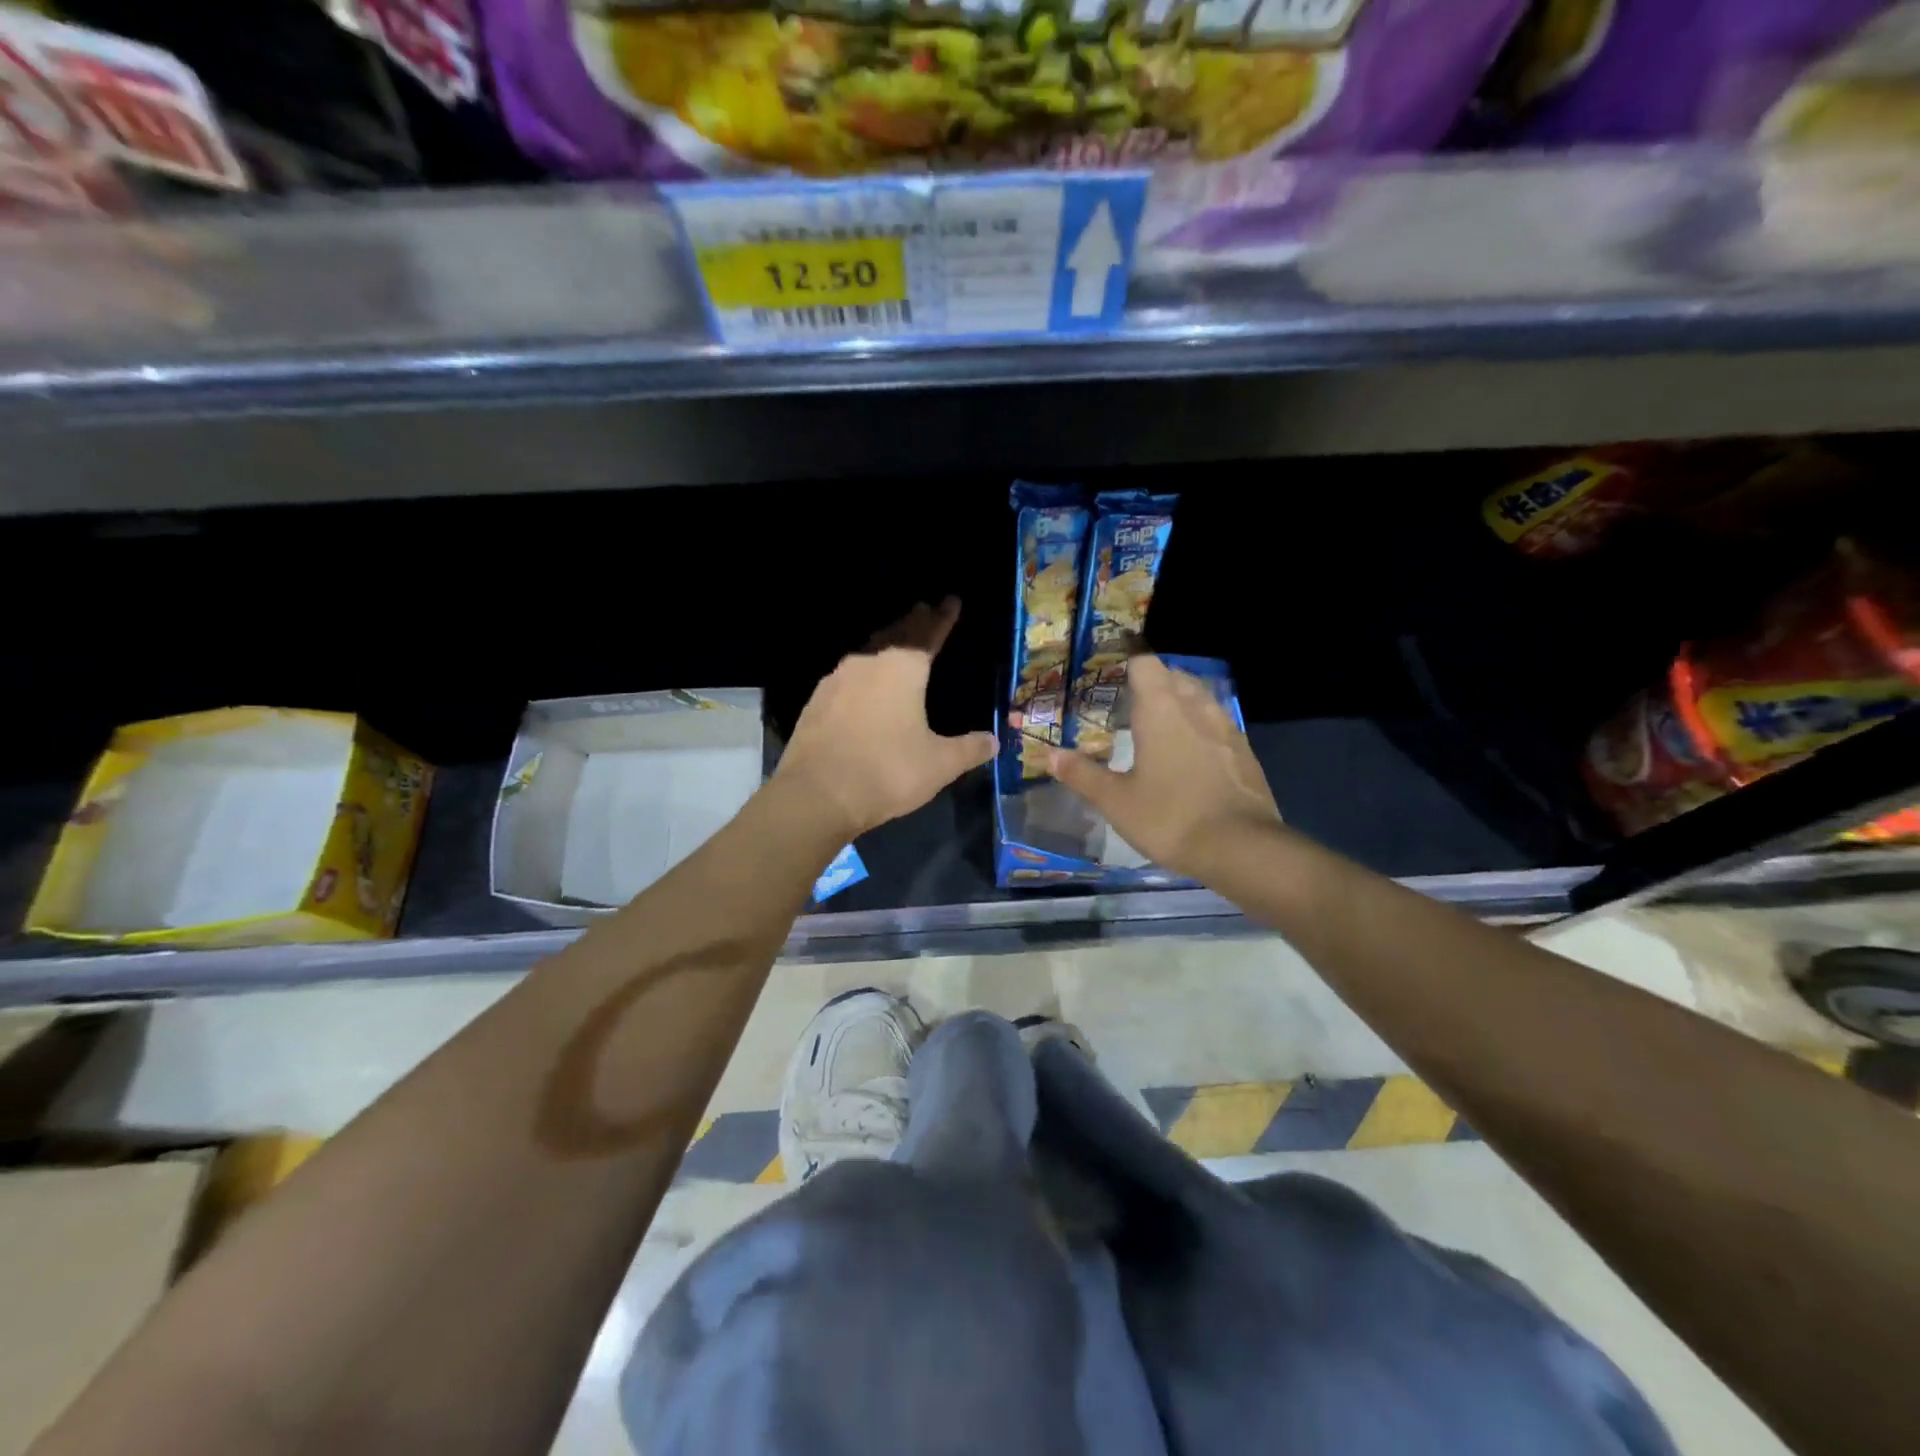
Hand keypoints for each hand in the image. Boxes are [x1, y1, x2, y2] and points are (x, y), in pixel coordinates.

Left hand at [775, 597, 996, 839]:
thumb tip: (992, 741)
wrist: (816, 795)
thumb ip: (968, 749)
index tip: (952, 600)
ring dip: (885, 642)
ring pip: (868, 651)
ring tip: (897, 641)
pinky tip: (863, 681)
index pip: (928, 633)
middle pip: (895, 633)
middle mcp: (868, 663)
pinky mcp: (816, 701)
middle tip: (925, 610)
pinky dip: (864, 670)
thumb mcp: (939, 764)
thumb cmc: (887, 772)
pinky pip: (848, 674)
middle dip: (913, 622)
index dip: (943, 617)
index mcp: (902, 668)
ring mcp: (837, 680)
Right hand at [1049, 654, 1281, 881]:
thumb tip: (1050, 755)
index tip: (1110, 684)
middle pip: (1174, 676)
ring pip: (1200, 698)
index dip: (1126, 668)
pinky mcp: (1245, 751)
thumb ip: (1082, 774)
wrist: (1240, 848)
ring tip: (1159, 730)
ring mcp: (1226, 727)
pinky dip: (1200, 729)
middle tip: (1129, 709)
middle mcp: (1196, 707)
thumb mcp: (1115, 801)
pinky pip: (1217, 724)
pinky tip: (1190, 757)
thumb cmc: (1169, 817)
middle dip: (1153, 686)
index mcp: (1161, 709)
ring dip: (1179, 705)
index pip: (1145, 664)